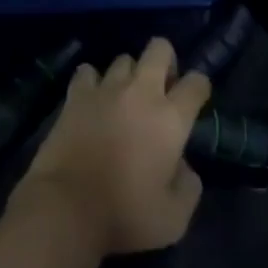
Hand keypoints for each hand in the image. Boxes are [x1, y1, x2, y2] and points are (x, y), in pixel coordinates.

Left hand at [15, 38, 210, 255]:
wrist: (67, 206)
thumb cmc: (125, 214)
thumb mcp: (174, 218)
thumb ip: (188, 186)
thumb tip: (183, 166)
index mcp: (170, 119)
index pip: (196, 83)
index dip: (200, 87)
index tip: (195, 101)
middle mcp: (141, 92)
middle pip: (159, 49)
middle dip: (166, 61)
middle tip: (161, 88)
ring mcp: (106, 88)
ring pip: (123, 58)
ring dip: (129, 74)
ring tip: (124, 98)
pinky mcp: (76, 94)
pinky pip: (87, 72)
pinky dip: (92, 81)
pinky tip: (93, 99)